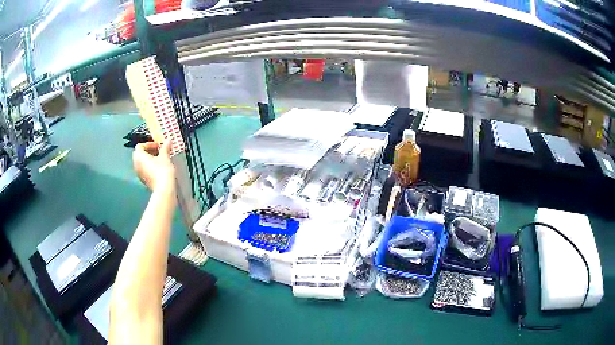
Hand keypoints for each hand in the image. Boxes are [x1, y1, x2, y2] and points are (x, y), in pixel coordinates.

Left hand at [133, 141, 175, 191]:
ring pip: (141, 162)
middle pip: (139, 154)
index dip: (149, 144)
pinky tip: (158, 168)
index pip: (140, 146)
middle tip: (158, 151)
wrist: (163, 189)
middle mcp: (136, 164)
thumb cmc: (162, 171)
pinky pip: (144, 170)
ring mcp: (139, 173)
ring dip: (149, 159)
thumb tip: (168, 141)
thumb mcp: (165, 156)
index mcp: (139, 156)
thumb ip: (165, 147)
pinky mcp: (143, 180)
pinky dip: (149, 167)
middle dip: (148, 151)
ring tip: (159, 159)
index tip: (158, 145)